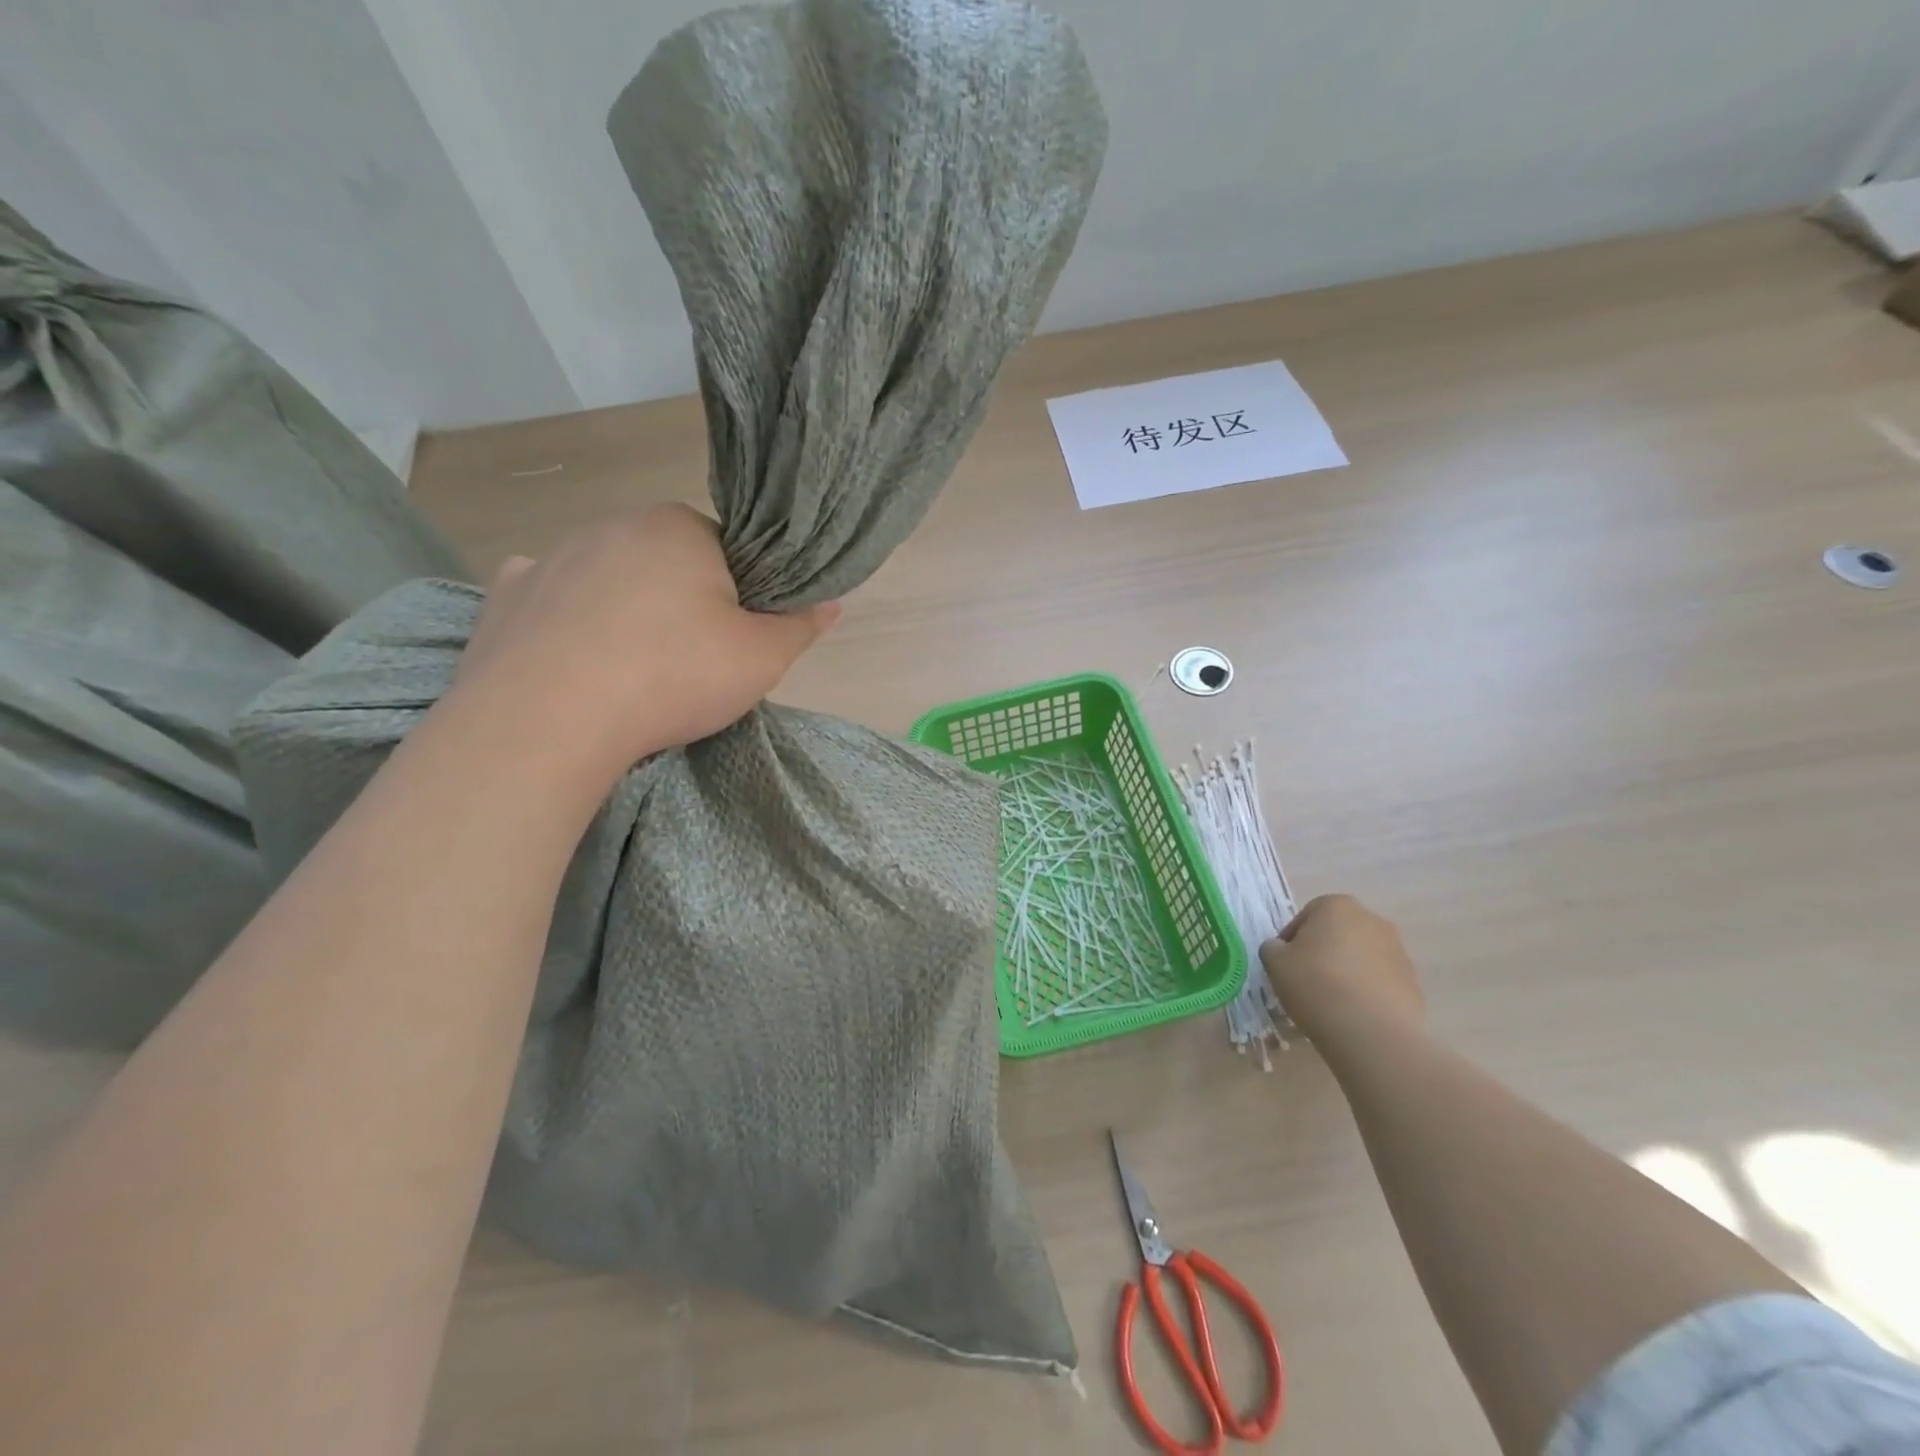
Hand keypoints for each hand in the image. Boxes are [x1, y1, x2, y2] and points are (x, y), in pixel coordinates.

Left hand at [449, 504, 837, 784]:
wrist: (550, 719)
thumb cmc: (673, 676)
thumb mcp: (761, 660)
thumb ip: (799, 627)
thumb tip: (831, 603)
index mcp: (680, 529)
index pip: (725, 552)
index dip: (737, 597)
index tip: (732, 639)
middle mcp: (614, 526)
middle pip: (665, 563)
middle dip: (680, 602)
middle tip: (687, 663)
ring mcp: (552, 557)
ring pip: (608, 581)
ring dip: (624, 612)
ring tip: (628, 672)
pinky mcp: (505, 595)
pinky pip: (548, 601)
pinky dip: (564, 623)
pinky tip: (572, 660)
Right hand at [1260, 895, 1423, 1044]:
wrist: (1371, 1032)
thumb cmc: (1315, 985)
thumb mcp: (1274, 962)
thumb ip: (1273, 948)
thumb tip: (1282, 950)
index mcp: (1337, 906)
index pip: (1305, 917)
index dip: (1291, 941)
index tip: (1285, 965)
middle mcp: (1372, 920)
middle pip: (1337, 933)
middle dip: (1323, 952)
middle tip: (1307, 980)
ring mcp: (1398, 951)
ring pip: (1361, 956)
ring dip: (1347, 971)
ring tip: (1332, 1001)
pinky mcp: (1413, 982)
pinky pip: (1380, 981)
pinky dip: (1367, 991)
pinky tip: (1354, 1013)